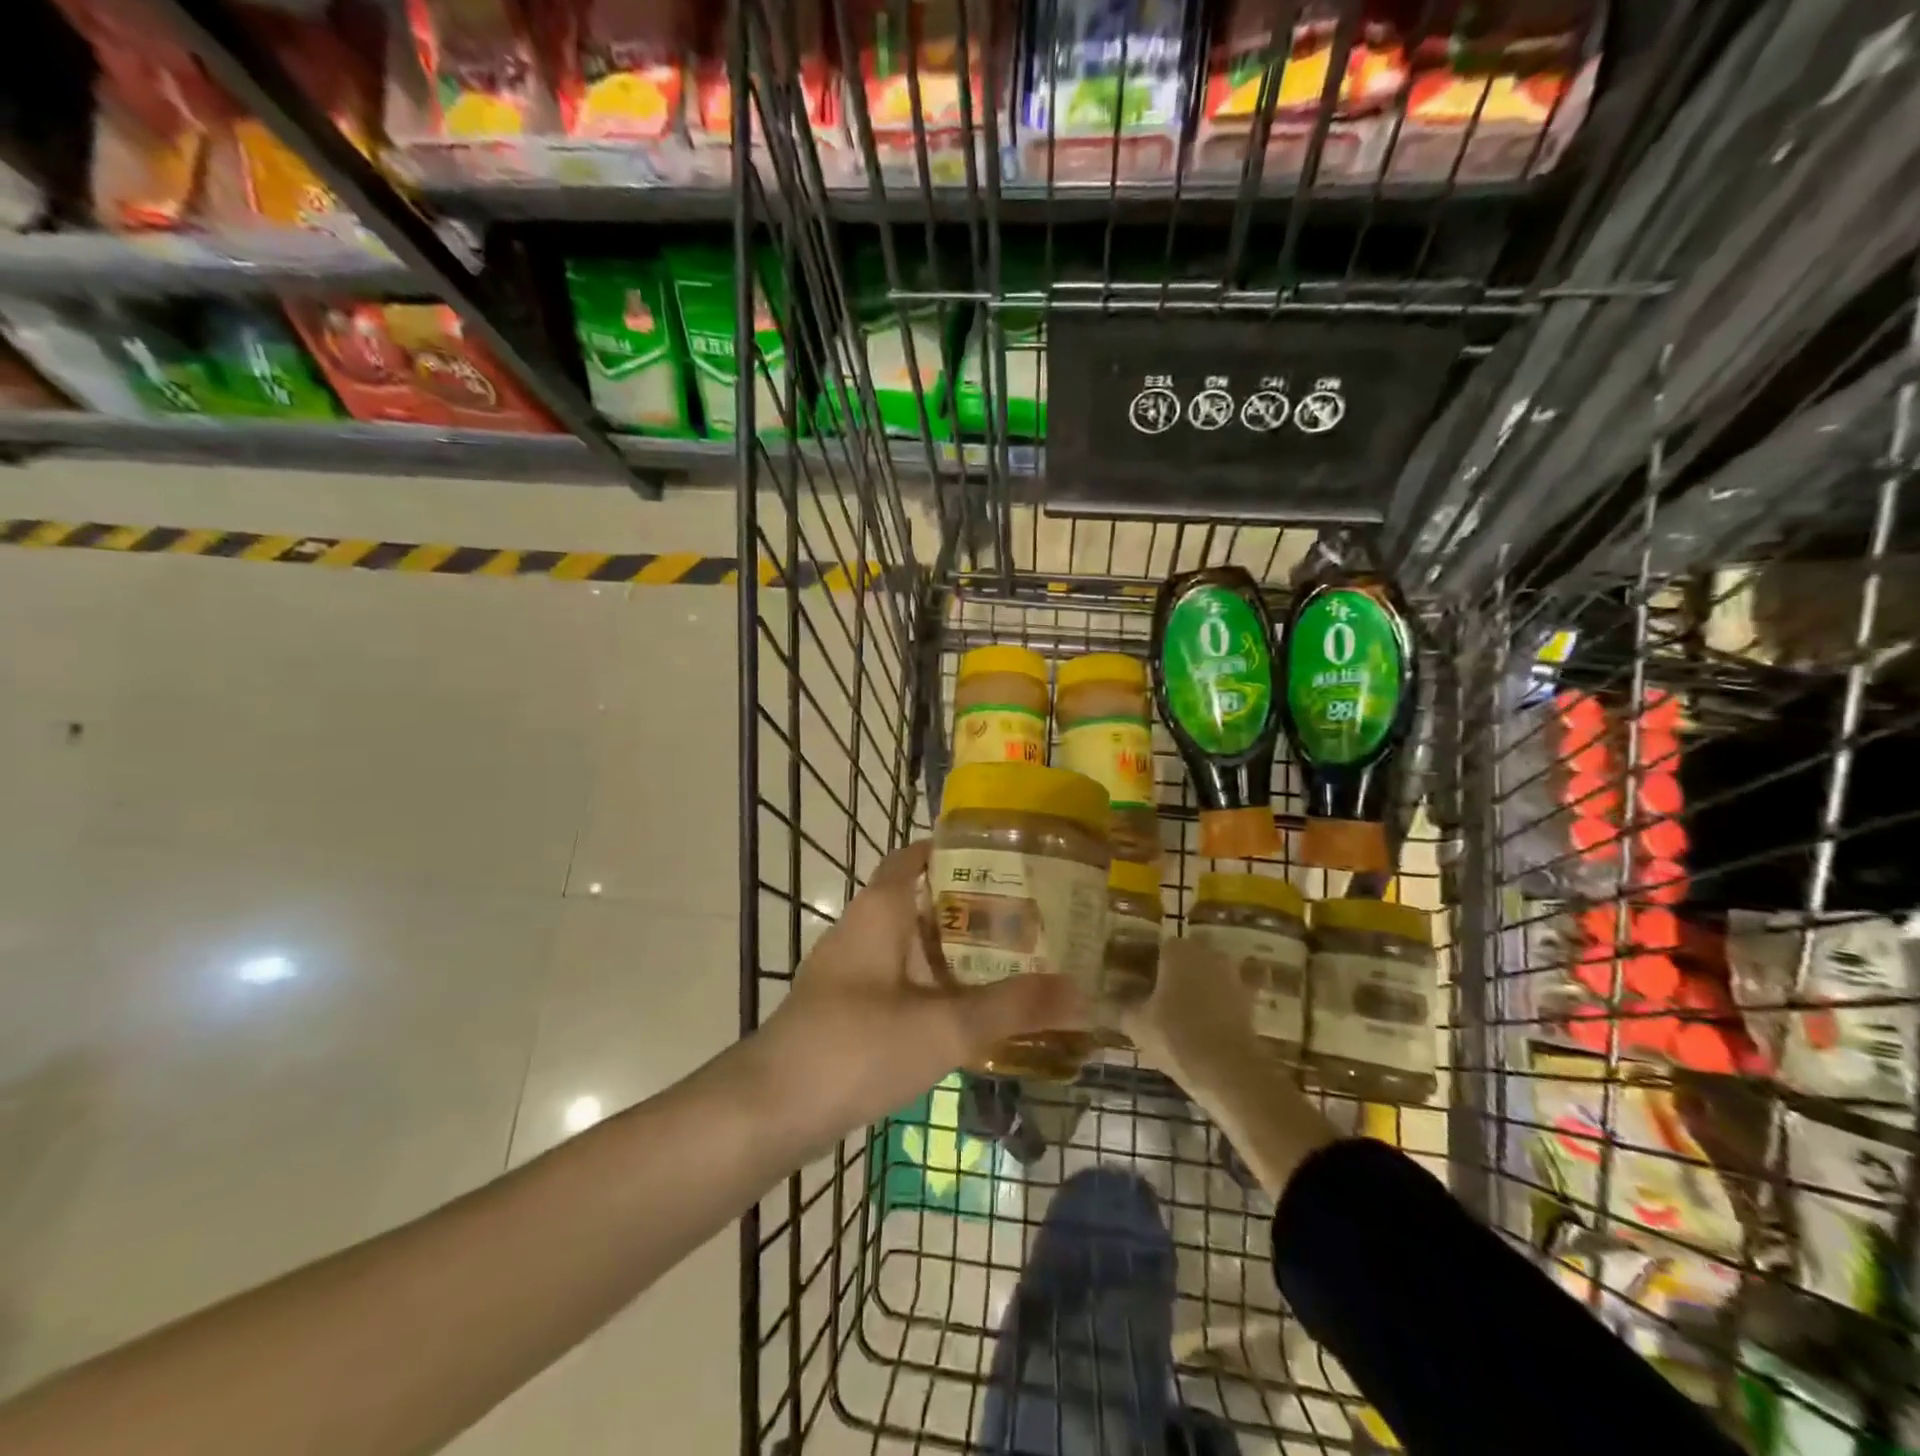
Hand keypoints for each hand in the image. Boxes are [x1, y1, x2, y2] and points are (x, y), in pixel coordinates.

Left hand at [760, 840, 1087, 1136]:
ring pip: (911, 943)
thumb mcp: (945, 1027)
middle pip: (921, 899)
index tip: (1007, 857)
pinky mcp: (845, 1006)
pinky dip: (934, 982)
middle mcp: (862, 928)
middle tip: (1029, 913)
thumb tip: (1083, 994)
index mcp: (880, 910)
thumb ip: (1014, 1009)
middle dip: (971, 905)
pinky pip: (899, 978)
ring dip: (954, 948)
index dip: (957, 849)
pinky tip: (967, 1009)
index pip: (917, 855)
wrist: (770, 1110)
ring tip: (1011, 958)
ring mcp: (849, 969)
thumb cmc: (856, 1046)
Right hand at [1123, 937, 1335, 1195]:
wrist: (1230, 1070)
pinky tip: (1201, 1025)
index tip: (1130, 982)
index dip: (1140, 964)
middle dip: (1168, 974)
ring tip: (1175, 1014)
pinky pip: (1224, 997)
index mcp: (1177, 949)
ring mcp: (1232, 975)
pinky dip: (1215, 1006)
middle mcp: (1207, 953)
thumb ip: (1118, 1007)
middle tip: (1151, 997)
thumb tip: (1097, 1001)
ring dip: (1193, 989)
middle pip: (1182, 959)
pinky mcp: (1249, 1001)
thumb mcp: (1136, 1023)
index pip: (1154, 947)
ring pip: (1205, 976)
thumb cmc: (1176, 1035)